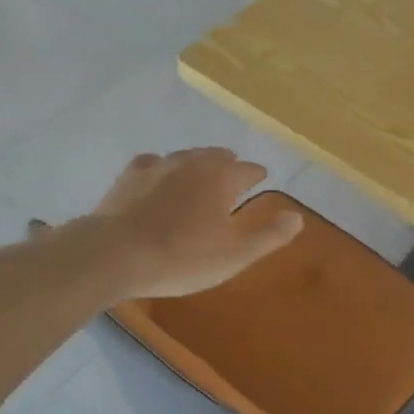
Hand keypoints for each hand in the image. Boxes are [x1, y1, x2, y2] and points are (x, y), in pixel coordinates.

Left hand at [87, 148, 303, 299]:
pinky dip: (162, 169)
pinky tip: (158, 179)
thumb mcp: (235, 255)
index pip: (248, 170)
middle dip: (228, 165)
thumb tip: (298, 217)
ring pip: (186, 156)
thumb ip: (269, 235)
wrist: (116, 254)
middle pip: (217, 156)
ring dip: (197, 165)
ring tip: (199, 177)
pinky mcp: (130, 175)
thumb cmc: (183, 257)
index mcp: (222, 177)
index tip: (260, 179)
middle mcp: (193, 161)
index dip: (257, 176)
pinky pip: (153, 163)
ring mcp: (159, 165)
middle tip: (232, 177)